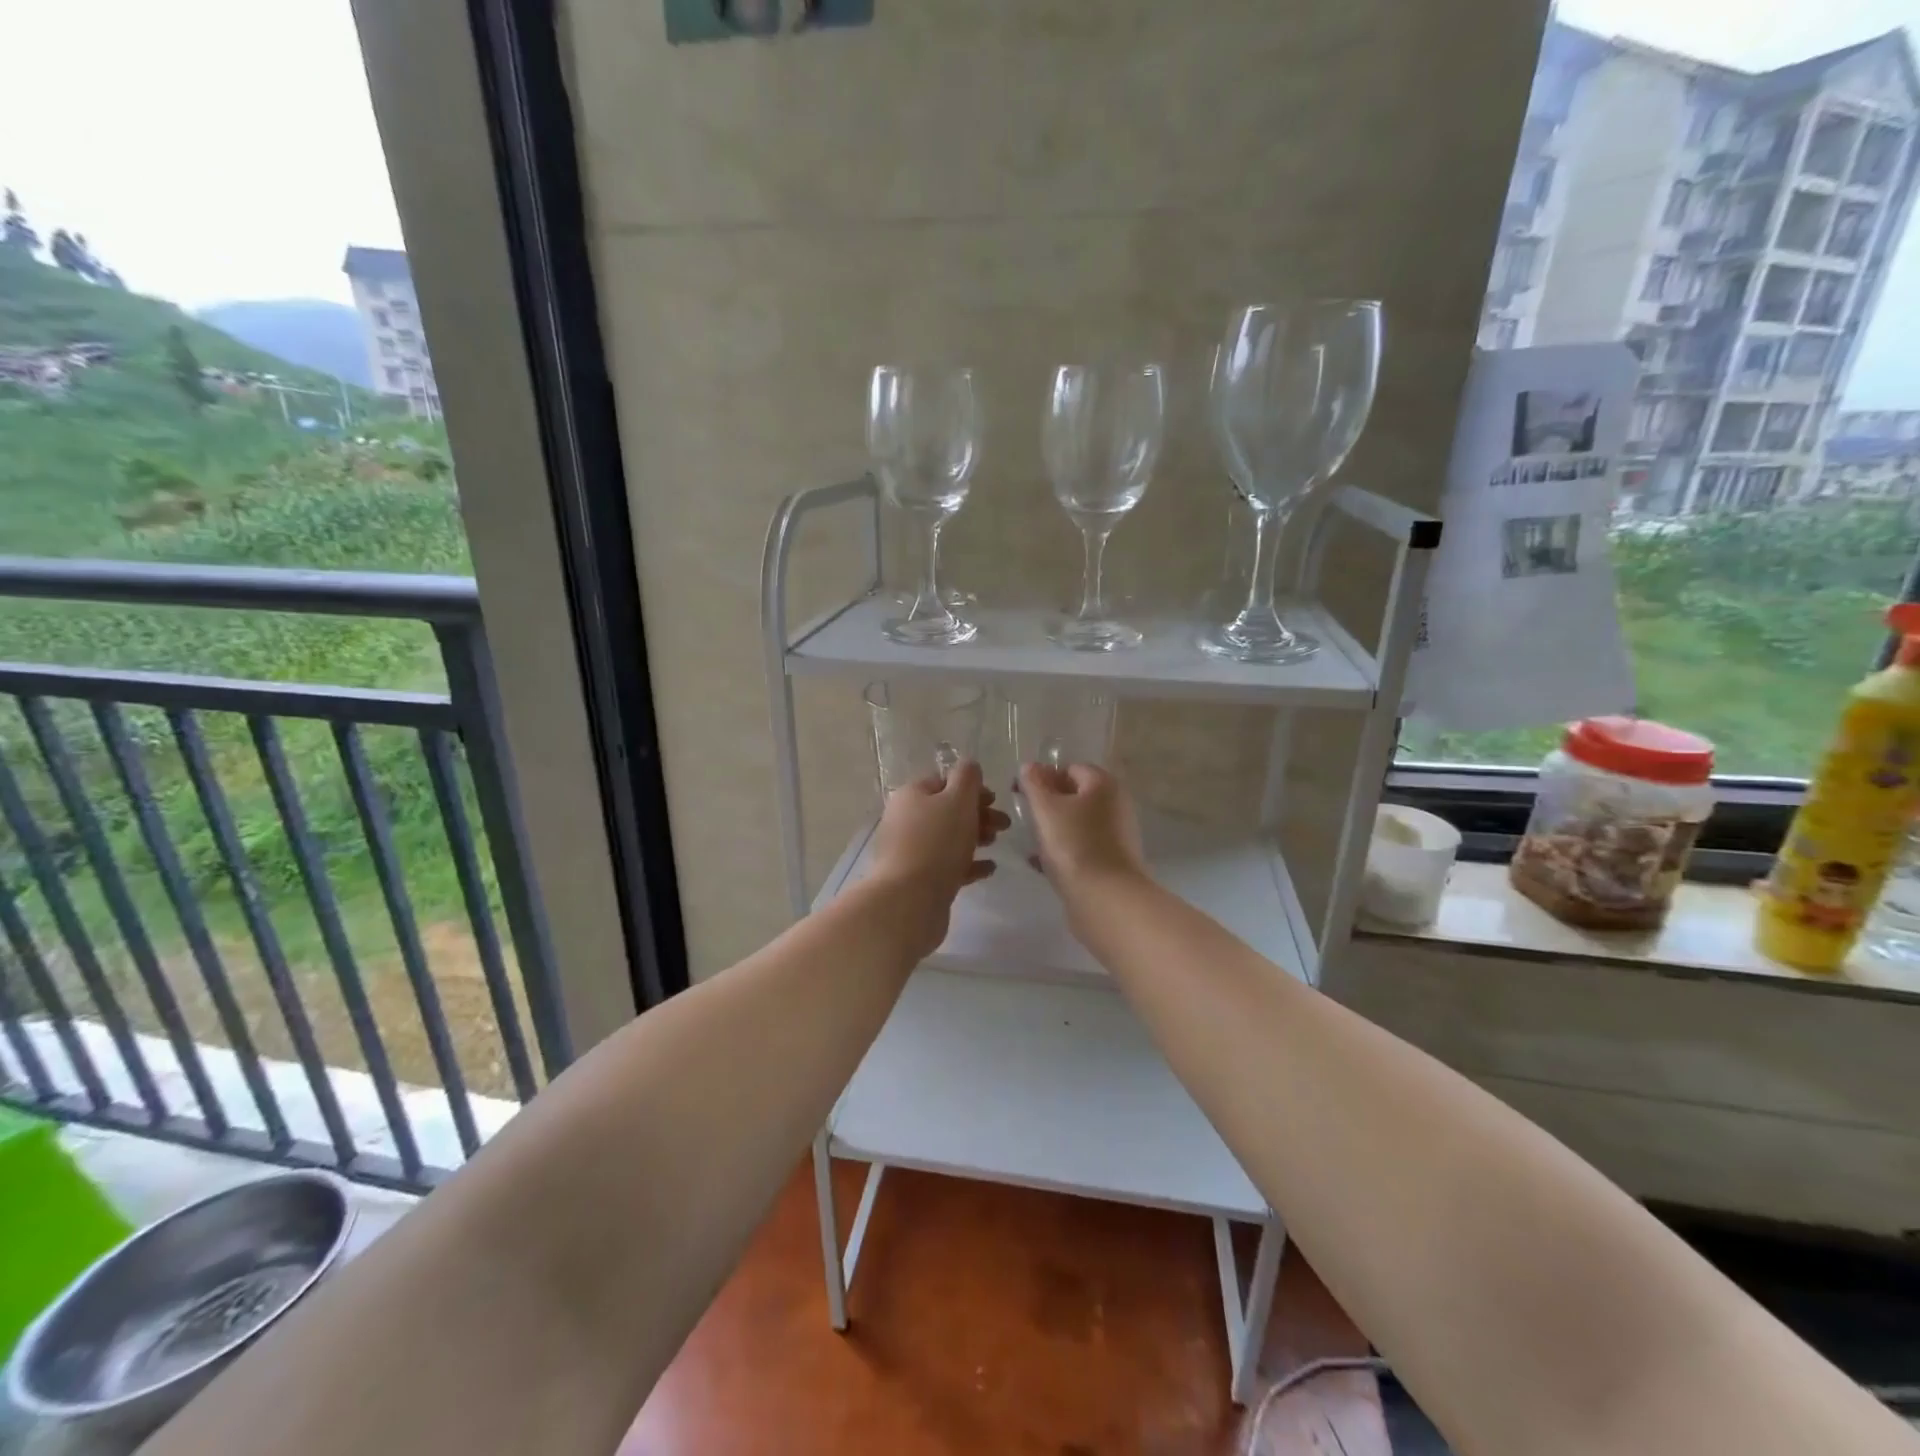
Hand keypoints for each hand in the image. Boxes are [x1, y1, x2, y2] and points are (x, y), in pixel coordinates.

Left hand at [866, 759, 1009, 955]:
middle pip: (946, 810)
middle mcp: (906, 820)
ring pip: (948, 838)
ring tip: (996, 844)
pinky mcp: (918, 879)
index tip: (994, 799)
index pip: (943, 781)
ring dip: (975, 837)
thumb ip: (967, 778)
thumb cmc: (936, 843)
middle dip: (978, 814)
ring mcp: (910, 851)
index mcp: (911, 795)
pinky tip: (988, 869)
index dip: (971, 787)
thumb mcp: (958, 800)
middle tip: (1004, 825)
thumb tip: (969, 765)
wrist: (909, 900)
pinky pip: (947, 865)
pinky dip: (968, 864)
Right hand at [1018, 763, 1146, 904]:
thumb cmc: (1074, 845)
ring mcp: (1117, 834)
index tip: (1019, 793)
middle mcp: (1116, 804)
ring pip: (1077, 823)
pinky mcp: (1112, 861)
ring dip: (1053, 829)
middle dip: (1048, 804)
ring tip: (1030, 842)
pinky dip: (1063, 850)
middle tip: (1024, 817)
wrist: (1106, 899)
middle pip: (1075, 795)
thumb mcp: (1046, 808)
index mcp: (1104, 784)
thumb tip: (1030, 767)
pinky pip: (1082, 847)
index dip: (1042, 777)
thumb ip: (1034, 783)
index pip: (1069, 768)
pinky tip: (1041, 863)